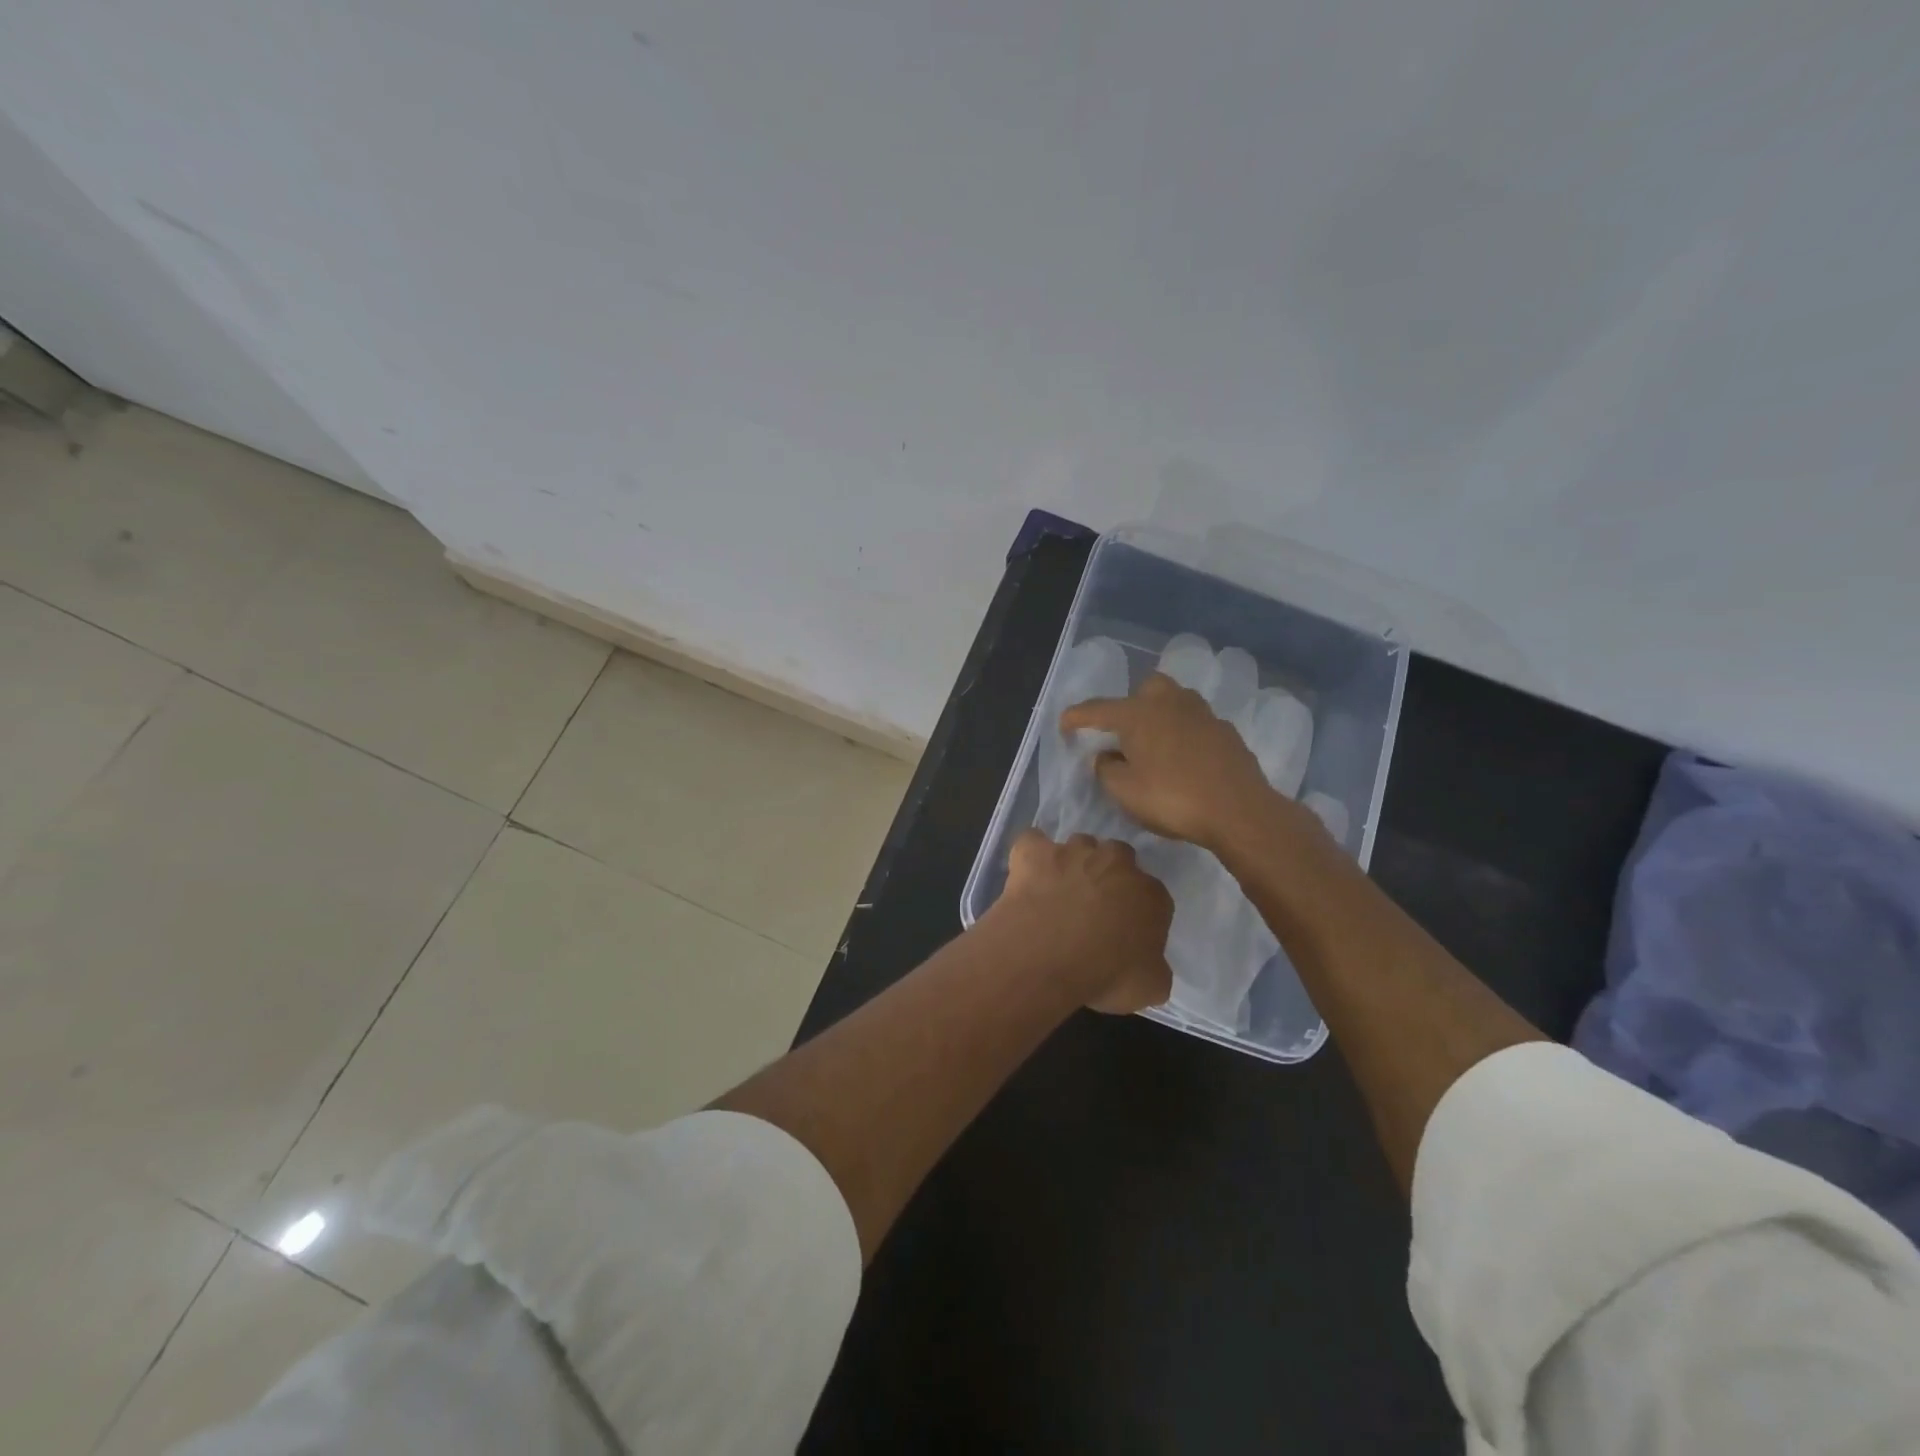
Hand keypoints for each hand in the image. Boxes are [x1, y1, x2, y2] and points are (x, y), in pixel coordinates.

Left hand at [990, 829, 1172, 1013]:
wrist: (1046, 956)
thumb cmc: (1105, 976)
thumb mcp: (1150, 988)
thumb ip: (1155, 967)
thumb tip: (1148, 962)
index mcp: (1150, 894)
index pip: (1153, 897)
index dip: (1138, 914)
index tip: (1125, 934)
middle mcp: (1116, 861)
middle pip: (1118, 859)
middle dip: (1108, 877)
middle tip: (1092, 909)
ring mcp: (1073, 851)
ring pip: (1079, 845)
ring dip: (1073, 863)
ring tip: (1058, 893)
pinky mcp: (1034, 852)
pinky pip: (1033, 842)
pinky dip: (1031, 854)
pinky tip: (1027, 873)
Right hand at [1060, 673, 1309, 850]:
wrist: (1239, 811)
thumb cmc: (1172, 798)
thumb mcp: (1124, 792)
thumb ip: (1106, 769)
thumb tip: (1106, 756)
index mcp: (1138, 714)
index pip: (1098, 709)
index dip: (1077, 717)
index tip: (1064, 725)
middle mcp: (1170, 703)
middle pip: (1144, 689)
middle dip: (1130, 704)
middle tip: (1124, 733)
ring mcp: (1202, 714)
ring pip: (1175, 701)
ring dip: (1160, 715)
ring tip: (1154, 744)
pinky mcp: (1226, 732)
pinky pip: (1196, 723)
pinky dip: (1184, 734)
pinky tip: (1184, 759)